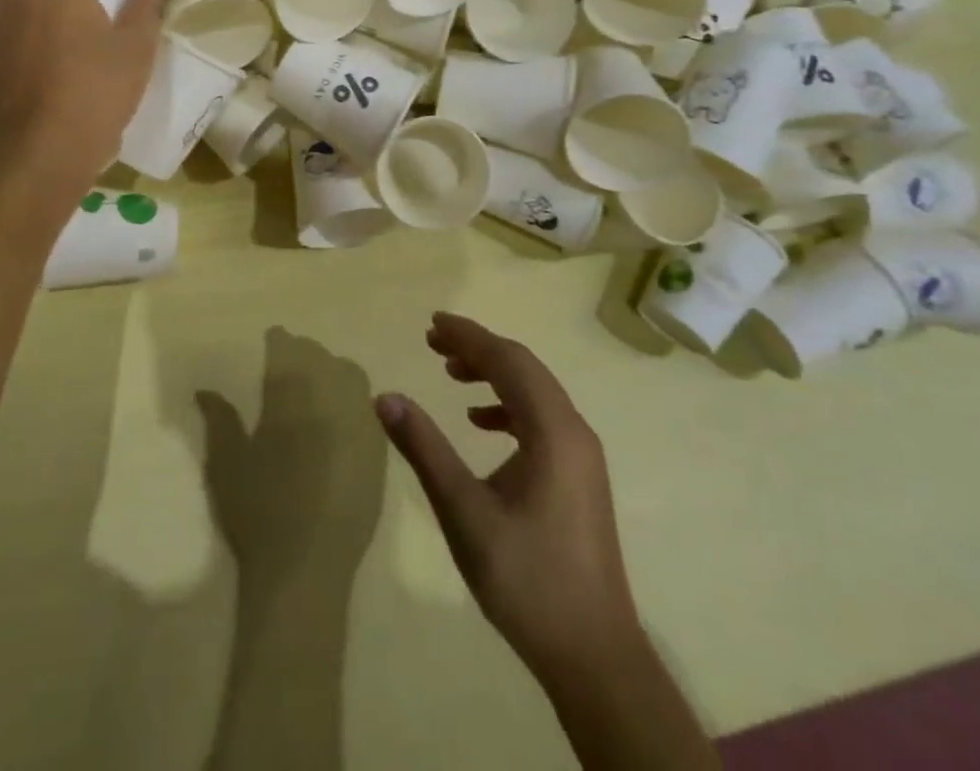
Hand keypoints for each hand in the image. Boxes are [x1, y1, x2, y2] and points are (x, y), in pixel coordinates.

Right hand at [196, 329, 386, 596]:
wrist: (305, 570)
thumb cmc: (257, 509)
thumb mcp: (226, 460)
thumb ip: (219, 417)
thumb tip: (205, 390)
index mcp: (292, 391)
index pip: (287, 346)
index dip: (277, 342)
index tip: (270, 345)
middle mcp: (331, 395)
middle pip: (321, 356)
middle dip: (304, 355)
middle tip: (290, 368)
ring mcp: (361, 421)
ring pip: (351, 376)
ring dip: (333, 374)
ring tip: (317, 391)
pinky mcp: (379, 450)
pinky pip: (369, 409)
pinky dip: (354, 404)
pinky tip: (340, 424)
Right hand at [375, 313, 639, 682]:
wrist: (594, 657)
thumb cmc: (527, 579)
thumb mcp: (464, 512)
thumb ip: (424, 449)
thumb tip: (385, 397)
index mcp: (553, 431)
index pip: (508, 361)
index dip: (468, 336)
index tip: (432, 322)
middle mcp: (575, 431)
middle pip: (524, 368)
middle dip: (478, 348)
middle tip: (433, 342)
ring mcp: (582, 455)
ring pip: (535, 392)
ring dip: (494, 373)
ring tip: (451, 372)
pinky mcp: (580, 477)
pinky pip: (542, 419)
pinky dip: (509, 406)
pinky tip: (480, 422)